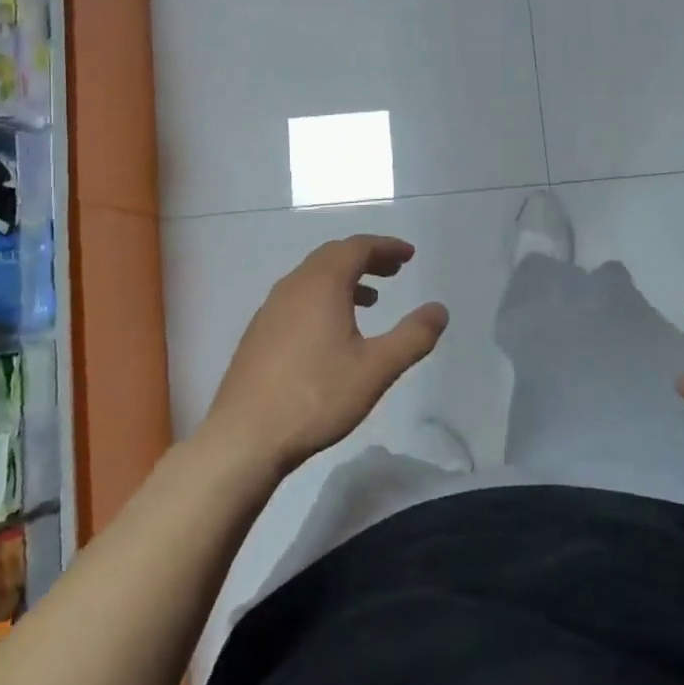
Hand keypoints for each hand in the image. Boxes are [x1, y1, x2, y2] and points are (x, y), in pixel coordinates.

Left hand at [198, 235, 448, 476]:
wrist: (244, 437)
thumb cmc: (315, 397)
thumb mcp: (375, 369)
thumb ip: (412, 337)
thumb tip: (439, 310)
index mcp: (321, 285)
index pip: (357, 247)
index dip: (386, 247)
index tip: (409, 255)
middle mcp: (292, 286)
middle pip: (333, 256)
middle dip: (367, 258)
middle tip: (394, 270)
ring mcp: (270, 309)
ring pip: (313, 278)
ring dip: (345, 279)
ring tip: (371, 300)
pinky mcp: (259, 333)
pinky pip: (298, 298)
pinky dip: (323, 298)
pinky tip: (332, 331)